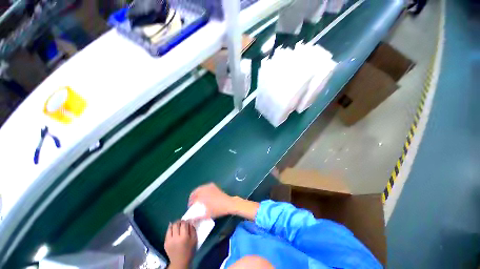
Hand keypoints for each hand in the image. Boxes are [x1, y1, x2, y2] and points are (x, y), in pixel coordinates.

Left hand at [164, 220, 196, 268]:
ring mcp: (169, 241)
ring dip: (174, 225)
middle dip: (180, 222)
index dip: (186, 221)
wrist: (180, 262)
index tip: (188, 222)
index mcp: (184, 237)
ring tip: (177, 226)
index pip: (184, 224)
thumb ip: (192, 229)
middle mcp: (175, 238)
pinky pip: (167, 233)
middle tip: (182, 223)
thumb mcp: (194, 239)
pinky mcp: (165, 243)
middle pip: (176, 224)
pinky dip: (170, 229)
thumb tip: (189, 222)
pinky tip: (173, 229)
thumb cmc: (189, 251)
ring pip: (171, 227)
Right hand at [188, 183, 233, 219]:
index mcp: (202, 195)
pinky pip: (206, 186)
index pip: (193, 197)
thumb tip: (190, 220)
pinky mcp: (214, 186)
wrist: (228, 203)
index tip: (190, 206)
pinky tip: (205, 195)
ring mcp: (210, 186)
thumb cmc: (217, 210)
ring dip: (198, 193)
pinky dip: (203, 190)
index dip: (190, 202)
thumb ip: (197, 217)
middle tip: (193, 202)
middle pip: (196, 191)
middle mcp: (205, 189)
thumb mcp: (207, 215)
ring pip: (201, 188)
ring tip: (198, 199)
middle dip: (193, 196)